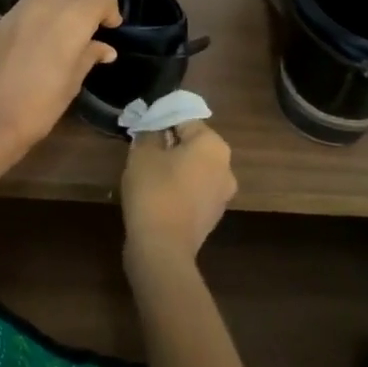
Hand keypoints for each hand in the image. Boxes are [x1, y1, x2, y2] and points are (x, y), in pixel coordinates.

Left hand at [0, 0, 121, 160]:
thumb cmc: (41, 105)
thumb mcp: (73, 82)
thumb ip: (89, 56)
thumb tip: (104, 48)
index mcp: (74, 18)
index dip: (111, 8)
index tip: (109, 27)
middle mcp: (48, 3)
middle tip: (86, 16)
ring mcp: (20, 8)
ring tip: (61, 14)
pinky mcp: (1, 18)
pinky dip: (37, 5)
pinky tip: (36, 32)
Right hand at [121, 121, 235, 273]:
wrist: (162, 247)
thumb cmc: (154, 190)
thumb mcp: (142, 154)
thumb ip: (149, 134)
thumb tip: (153, 129)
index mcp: (213, 145)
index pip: (185, 120)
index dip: (161, 120)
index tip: (142, 127)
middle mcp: (226, 167)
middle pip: (193, 145)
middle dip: (169, 144)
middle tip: (142, 148)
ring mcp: (222, 195)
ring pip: (195, 169)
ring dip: (174, 167)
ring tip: (146, 172)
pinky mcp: (212, 216)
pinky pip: (194, 191)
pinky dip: (178, 188)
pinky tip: (156, 194)